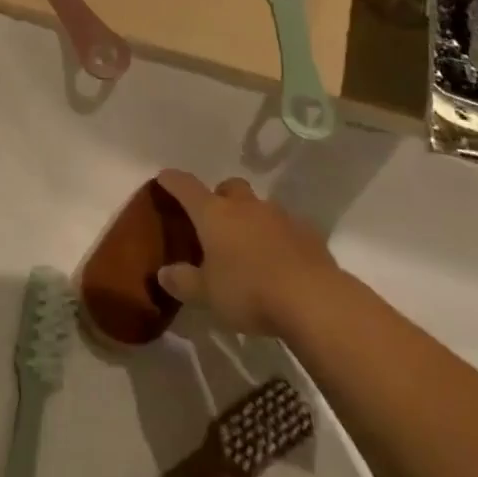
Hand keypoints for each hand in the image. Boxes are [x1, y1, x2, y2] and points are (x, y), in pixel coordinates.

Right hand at [154, 169, 338, 336]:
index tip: (164, 177)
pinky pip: (287, 227)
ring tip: (250, 246)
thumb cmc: (249, 291)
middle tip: (216, 220)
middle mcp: (245, 206)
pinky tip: (281, 260)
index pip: (186, 187)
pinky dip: (279, 236)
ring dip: (252, 218)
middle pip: (229, 187)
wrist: (314, 299)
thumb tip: (163, 273)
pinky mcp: (307, 233)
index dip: (173, 181)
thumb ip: (184, 282)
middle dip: (220, 196)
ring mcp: (279, 216)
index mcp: (214, 214)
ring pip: (259, 206)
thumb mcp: (208, 295)